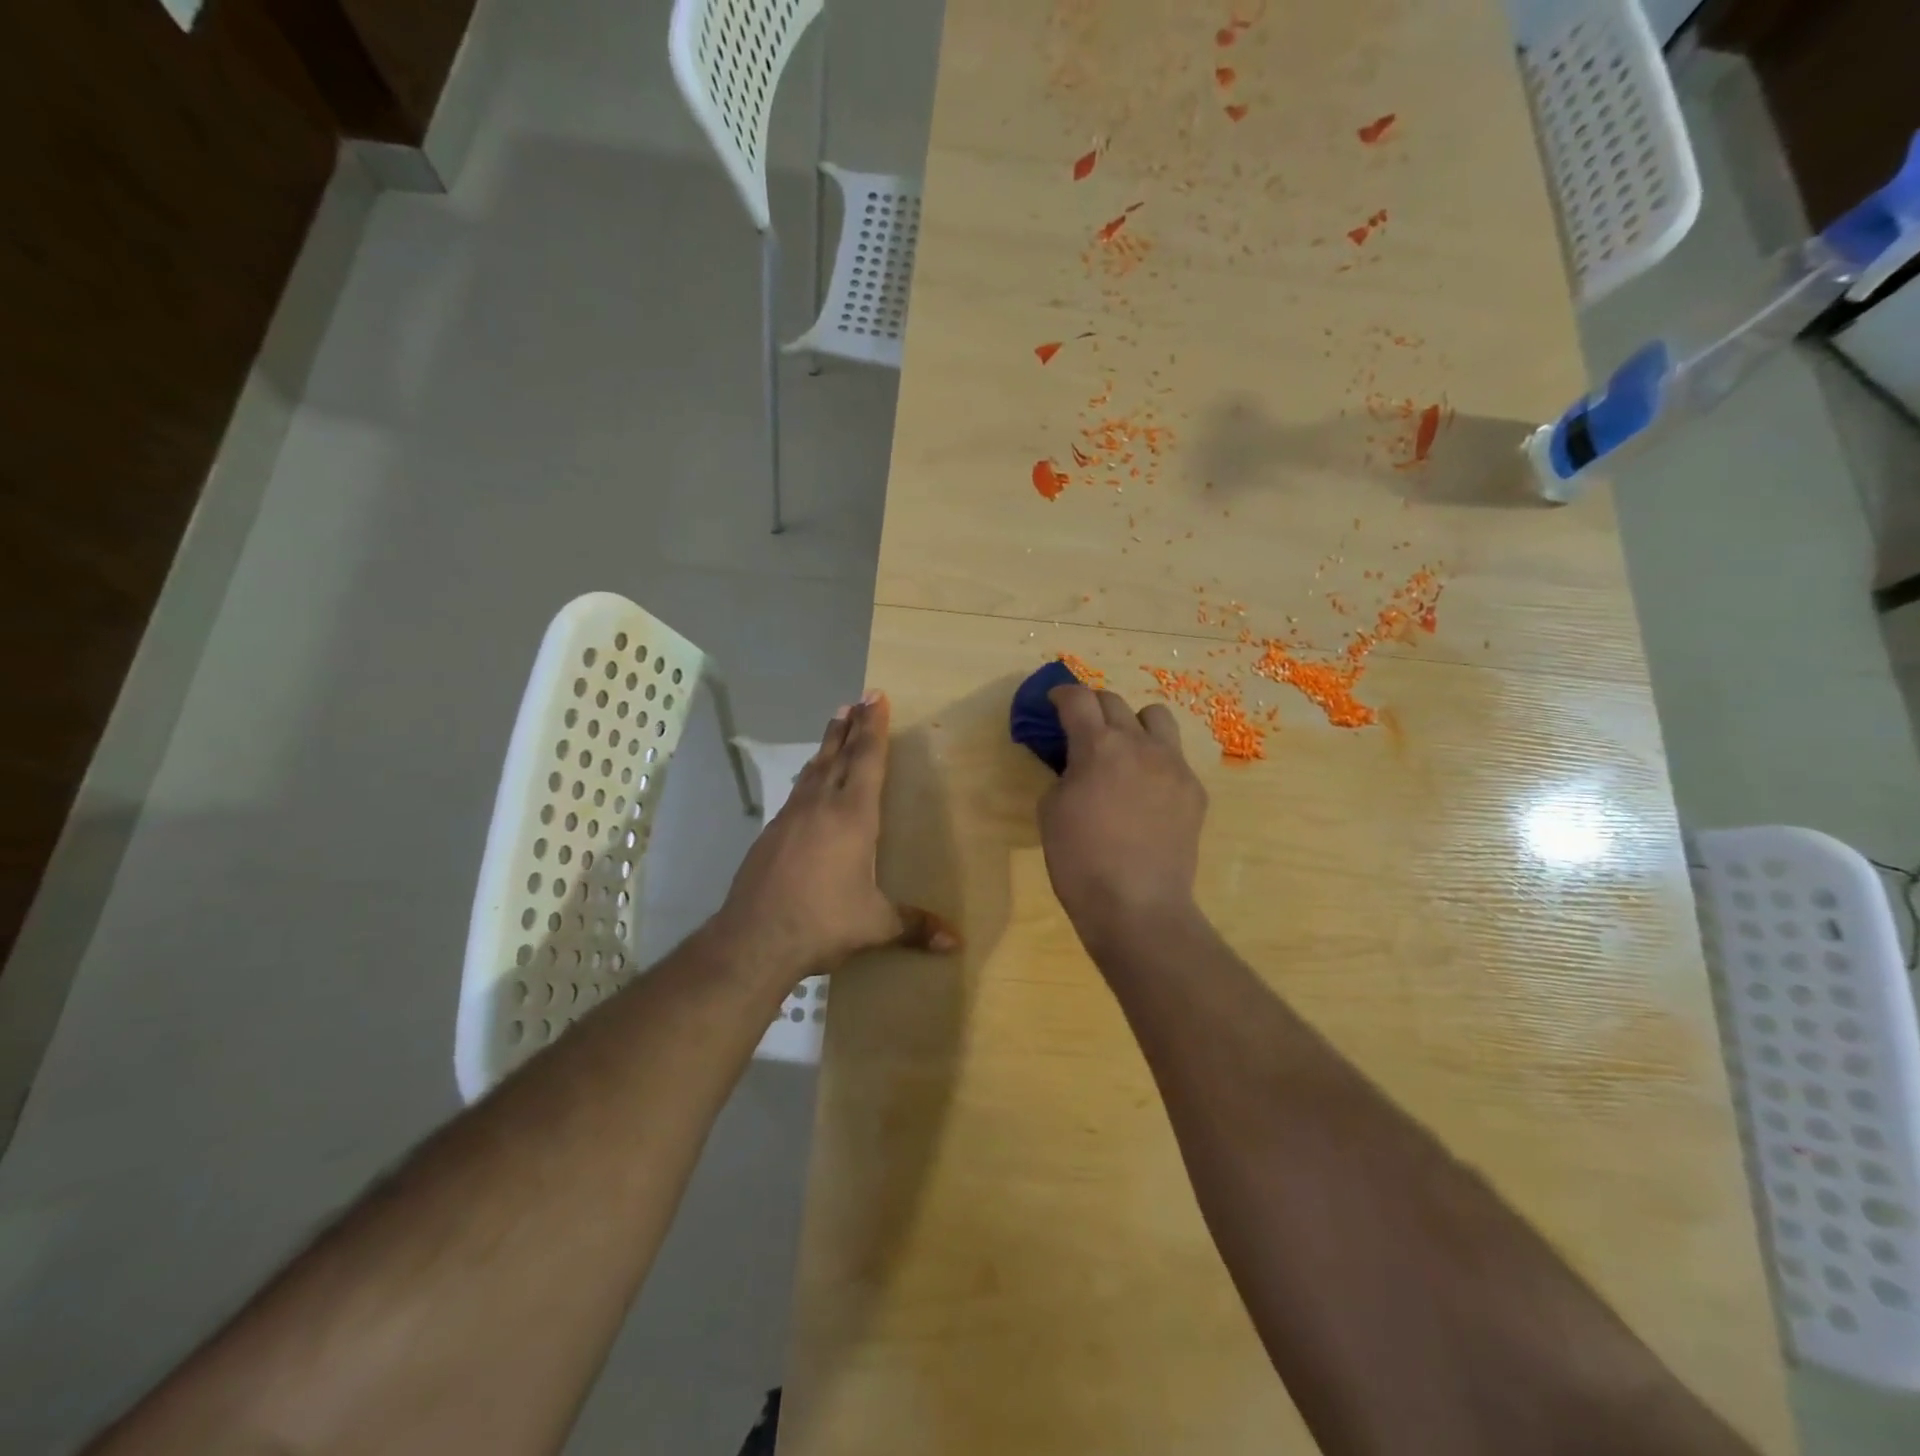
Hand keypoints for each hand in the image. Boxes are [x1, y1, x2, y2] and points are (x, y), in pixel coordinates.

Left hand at [714, 691, 959, 987]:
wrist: (753, 939)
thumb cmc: (823, 922)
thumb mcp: (875, 924)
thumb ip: (914, 925)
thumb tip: (957, 942)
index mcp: (852, 816)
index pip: (867, 760)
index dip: (874, 728)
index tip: (876, 697)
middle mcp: (820, 806)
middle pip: (838, 755)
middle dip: (851, 726)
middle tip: (858, 700)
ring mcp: (790, 817)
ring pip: (813, 769)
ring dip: (827, 744)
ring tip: (835, 724)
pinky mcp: (770, 834)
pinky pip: (797, 792)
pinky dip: (809, 775)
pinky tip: (808, 781)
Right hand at [1040, 685, 1207, 947]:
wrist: (1137, 906)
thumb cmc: (1080, 861)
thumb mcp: (1050, 811)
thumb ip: (1063, 773)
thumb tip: (1076, 764)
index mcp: (1098, 747)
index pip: (1078, 699)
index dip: (1062, 694)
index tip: (1054, 702)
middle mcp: (1139, 745)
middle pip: (1116, 702)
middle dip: (1094, 707)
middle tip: (1082, 727)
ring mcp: (1173, 765)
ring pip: (1156, 718)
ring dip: (1134, 723)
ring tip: (1123, 749)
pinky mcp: (1194, 790)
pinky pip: (1174, 758)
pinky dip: (1155, 761)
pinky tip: (1145, 791)